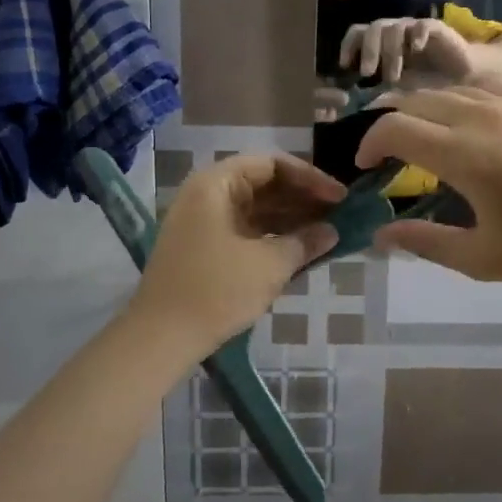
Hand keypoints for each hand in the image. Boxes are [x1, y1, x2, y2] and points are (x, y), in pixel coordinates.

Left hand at [132, 155, 342, 351]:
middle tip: (339, 215)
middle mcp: (207, 195)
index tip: (339, 197)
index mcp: (216, 184)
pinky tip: (301, 250)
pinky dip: (273, 237)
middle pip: (263, 184)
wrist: (161, 337)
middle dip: (303, 199)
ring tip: (328, 233)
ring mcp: (204, 222)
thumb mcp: (269, 265)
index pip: (271, 164)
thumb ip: (304, 242)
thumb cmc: (217, 290)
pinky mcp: (205, 248)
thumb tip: (332, 232)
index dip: (309, 177)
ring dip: (291, 219)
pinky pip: (246, 231)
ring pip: (256, 210)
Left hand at [339, 17, 476, 83]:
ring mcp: (414, 28)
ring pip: (395, 28)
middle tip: (367, 73)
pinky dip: (418, 35)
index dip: (349, 46)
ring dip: (391, 53)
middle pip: (374, 28)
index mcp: (382, 41)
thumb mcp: (398, 87)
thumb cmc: (427, 82)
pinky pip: (423, 26)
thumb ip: (378, 86)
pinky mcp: (436, 28)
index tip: (345, 66)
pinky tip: (416, 49)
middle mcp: (395, 31)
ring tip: (393, 78)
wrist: (461, 75)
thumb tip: (354, 99)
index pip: (358, 33)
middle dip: (368, 51)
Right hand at [356, 86, 501, 280]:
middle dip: (388, 122)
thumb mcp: (483, 259)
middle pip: (414, 101)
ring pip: (446, 90)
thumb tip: (380, 234)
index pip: (394, 129)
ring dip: (421, 109)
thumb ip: (426, 244)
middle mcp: (479, 116)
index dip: (369, 143)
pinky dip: (457, 99)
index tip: (365, 167)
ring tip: (418, 133)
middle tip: (384, 151)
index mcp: (462, 155)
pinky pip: (480, 87)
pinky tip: (463, 119)